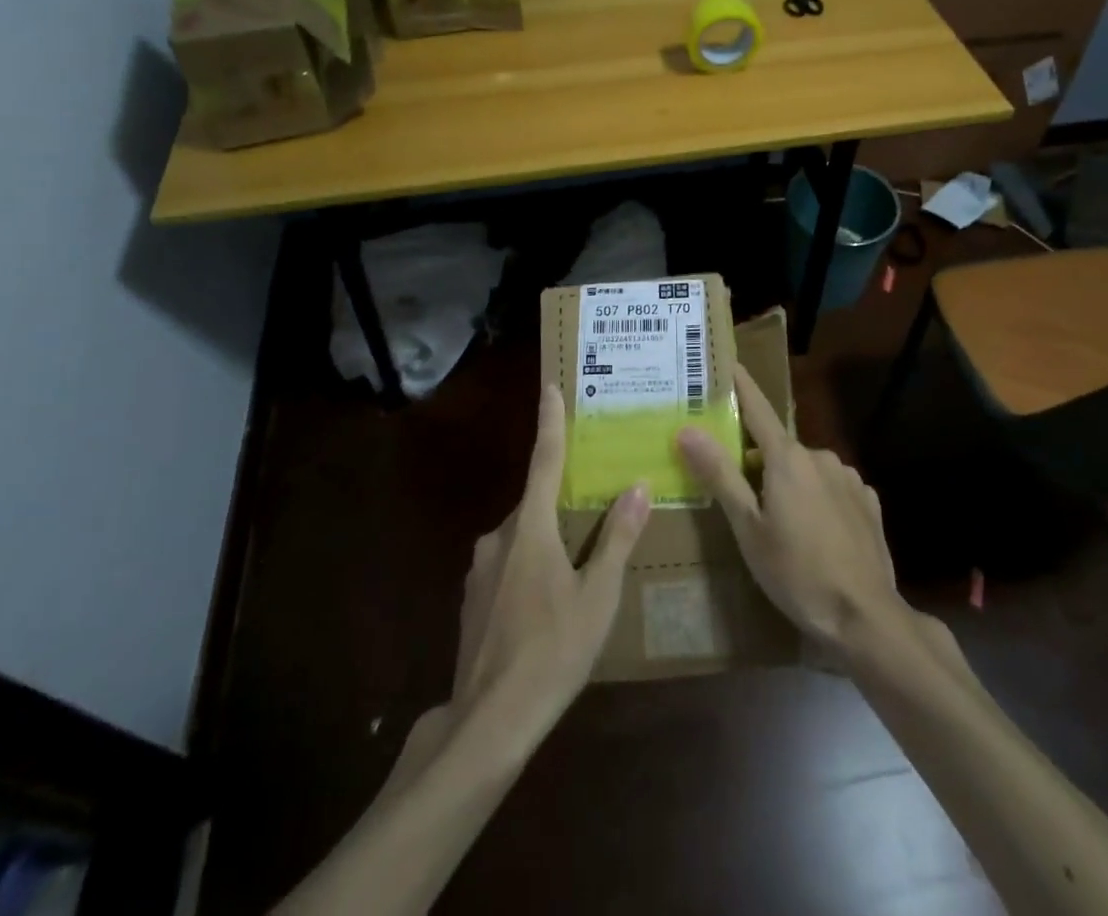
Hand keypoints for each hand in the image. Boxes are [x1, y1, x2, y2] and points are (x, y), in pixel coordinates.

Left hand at [450, 383, 649, 736]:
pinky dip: (528, 568)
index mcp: (530, 528)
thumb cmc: (553, 651)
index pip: (544, 460)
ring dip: (545, 540)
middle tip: (592, 507)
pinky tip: (545, 605)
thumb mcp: (598, 596)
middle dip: (560, 500)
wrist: (488, 722)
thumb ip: (617, 539)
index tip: (549, 387)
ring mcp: (479, 570)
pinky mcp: (471, 600)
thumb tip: (636, 486)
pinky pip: (506, 566)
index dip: (549, 422)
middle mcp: (498, 537)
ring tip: (575, 567)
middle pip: (535, 504)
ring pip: (520, 537)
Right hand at [676, 364, 903, 656]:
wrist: (865, 617)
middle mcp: (820, 456)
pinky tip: (815, 532)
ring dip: (789, 482)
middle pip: (778, 447)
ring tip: (779, 523)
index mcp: (787, 458)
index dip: (740, 385)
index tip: (727, 362)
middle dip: (758, 460)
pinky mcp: (868, 502)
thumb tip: (686, 429)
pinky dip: (817, 498)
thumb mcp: (747, 527)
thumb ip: (719, 474)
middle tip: (740, 492)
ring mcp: (849, 478)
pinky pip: (832, 488)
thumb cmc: (796, 572)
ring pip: (806, 469)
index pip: (757, 408)